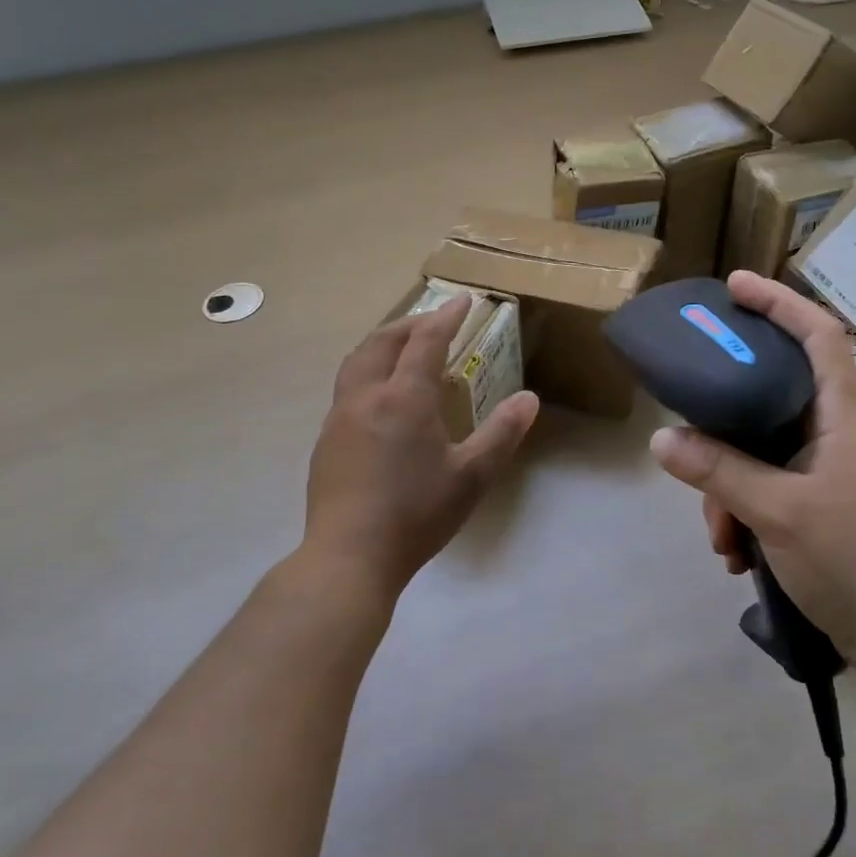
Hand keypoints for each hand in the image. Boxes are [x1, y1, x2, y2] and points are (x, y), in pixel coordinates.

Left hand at [304, 295, 539, 597]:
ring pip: (357, 362)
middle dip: (409, 323)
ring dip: (382, 345)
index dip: (446, 316)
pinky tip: (380, 399)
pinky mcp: (325, 441)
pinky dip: (368, 372)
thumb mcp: (471, 477)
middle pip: (382, 342)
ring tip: (402, 350)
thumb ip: (502, 434)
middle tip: (433, 321)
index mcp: (404, 399)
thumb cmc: (416, 514)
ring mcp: (339, 418)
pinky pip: (346, 388)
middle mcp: (366, 397)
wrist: (349, 556)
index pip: (426, 341)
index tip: (463, 300)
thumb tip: (529, 399)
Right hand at [648, 271, 855, 663]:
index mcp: (840, 417)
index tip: (735, 286)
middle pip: (770, 396)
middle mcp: (834, 433)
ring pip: (758, 451)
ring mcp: (825, 470)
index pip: (818, 336)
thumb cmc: (852, 559)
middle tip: (689, 427)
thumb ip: (718, 471)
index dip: (780, 302)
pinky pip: (764, 486)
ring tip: (720, 537)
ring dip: (727, 487)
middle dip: (724, 424)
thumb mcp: (777, 511)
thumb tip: (660, 439)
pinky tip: (735, 554)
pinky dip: (742, 512)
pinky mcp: (817, 503)